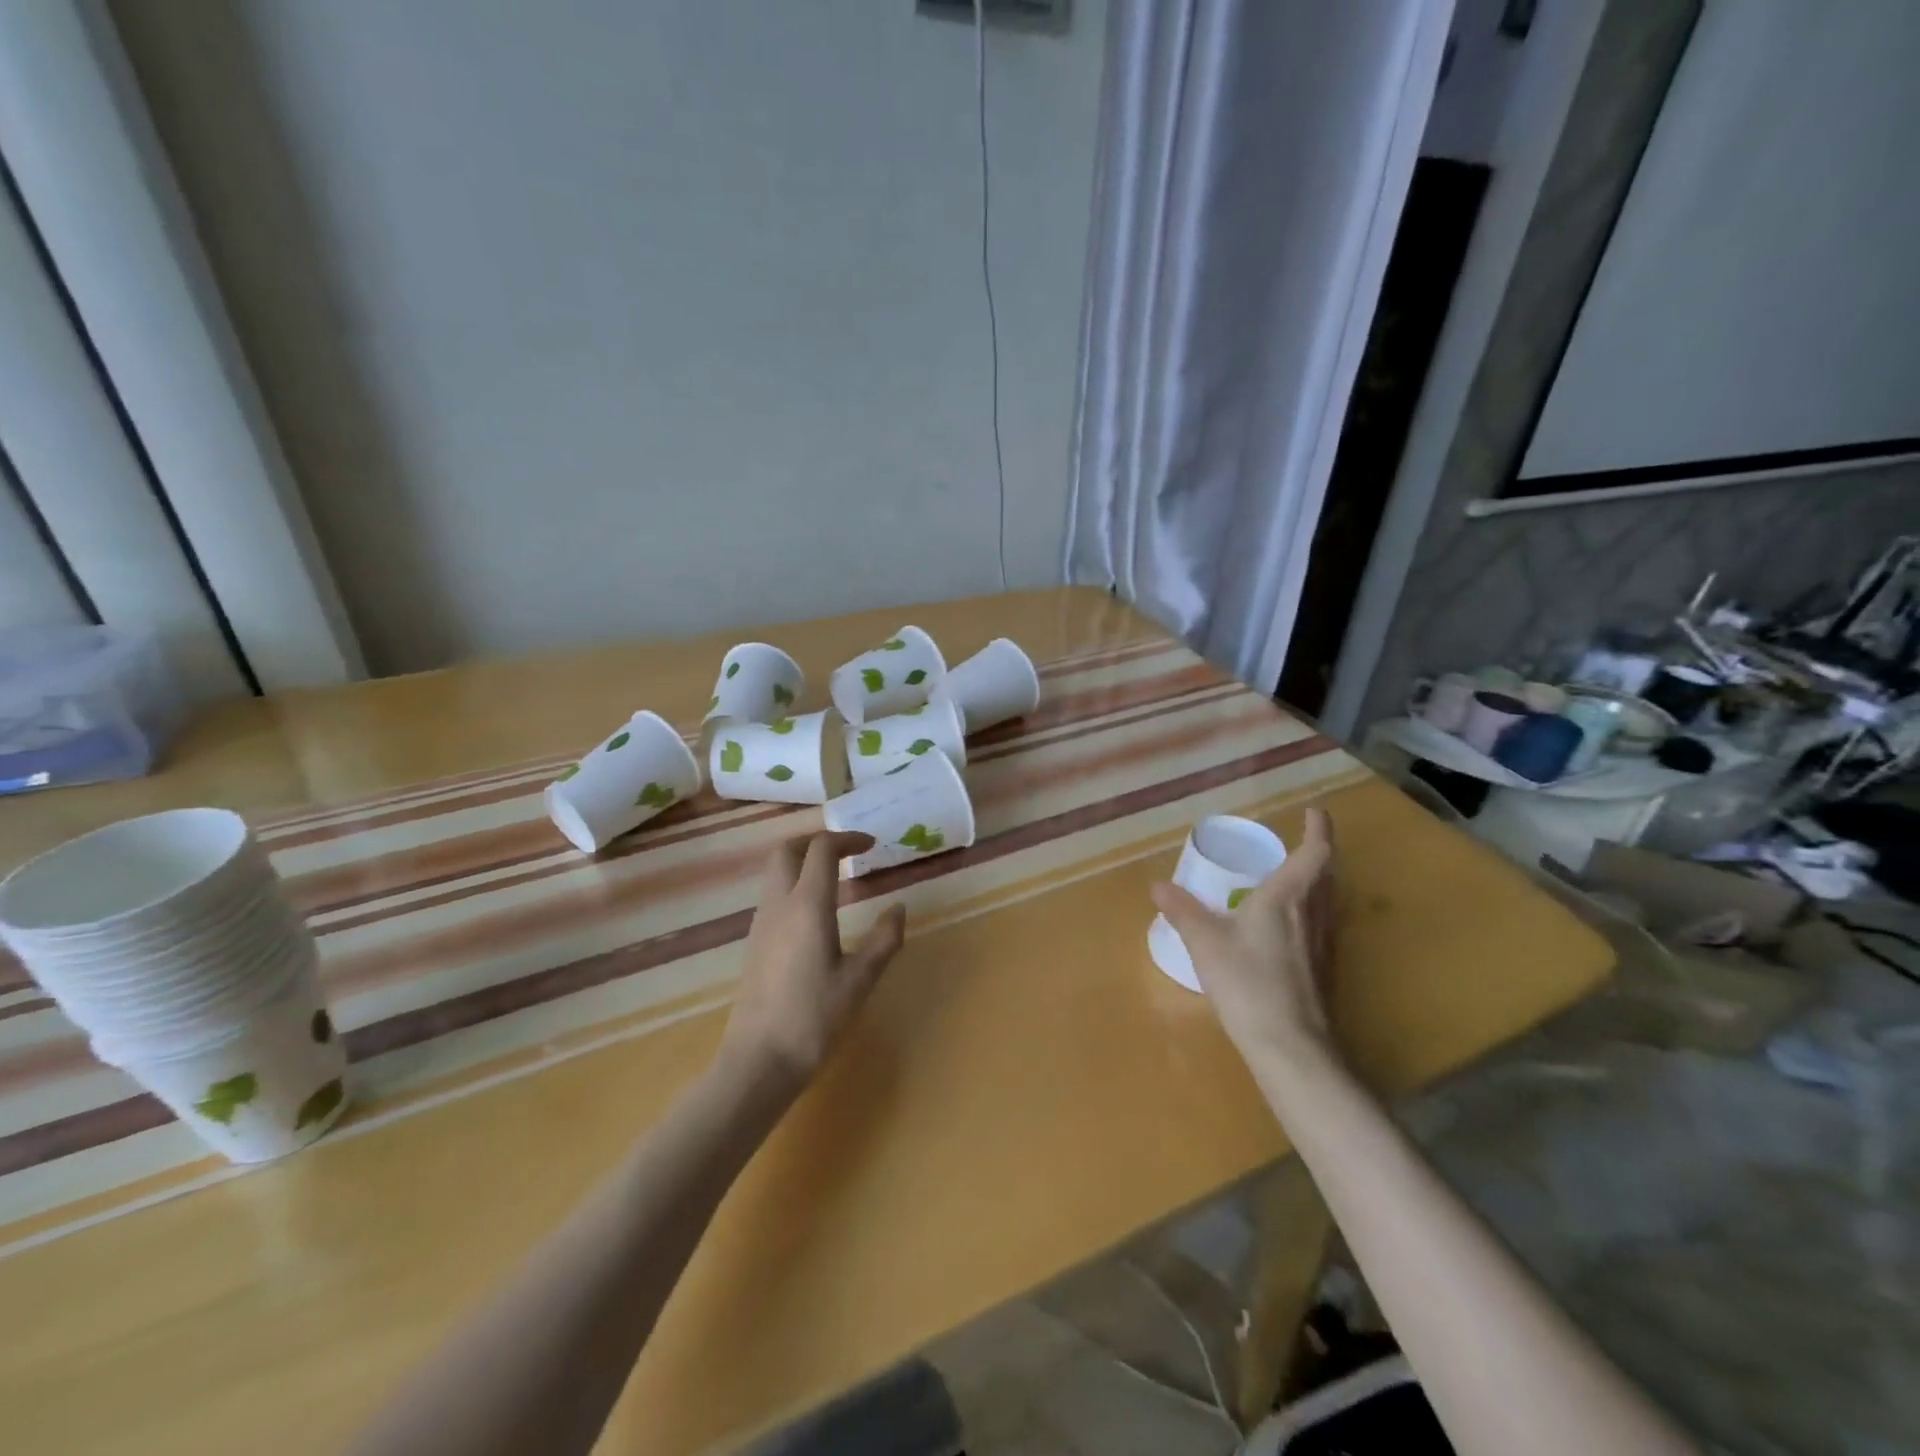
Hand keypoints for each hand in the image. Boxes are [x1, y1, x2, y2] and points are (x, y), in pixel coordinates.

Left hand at [719, 831, 906, 1088]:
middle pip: (786, 850)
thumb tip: (899, 908)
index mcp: (807, 906)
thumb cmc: (814, 1019)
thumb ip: (884, 940)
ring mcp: (761, 924)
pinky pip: (772, 895)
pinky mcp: (754, 943)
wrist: (758, 1061)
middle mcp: (778, 905)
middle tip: (847, 851)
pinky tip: (815, 912)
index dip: (847, 839)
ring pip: (775, 872)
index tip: (871, 845)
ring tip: (835, 877)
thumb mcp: (860, 980)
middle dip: (816, 840)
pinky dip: (793, 884)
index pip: (821, 850)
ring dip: (802, 862)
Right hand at [1150, 808, 1337, 1063]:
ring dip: (1317, 882)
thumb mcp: (1205, 943)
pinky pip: (1320, 926)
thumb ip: (1182, 911)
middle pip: (1327, 875)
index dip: (1318, 829)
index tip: (1315, 811)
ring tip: (1295, 877)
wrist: (1289, 1046)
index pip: (1314, 853)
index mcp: (1287, 899)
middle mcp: (1313, 915)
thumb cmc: (1248, 983)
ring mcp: (1321, 945)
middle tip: (1302, 840)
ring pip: (1327, 902)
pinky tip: (1288, 928)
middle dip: (1318, 854)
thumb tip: (1157, 885)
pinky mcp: (1321, 971)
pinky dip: (1310, 911)